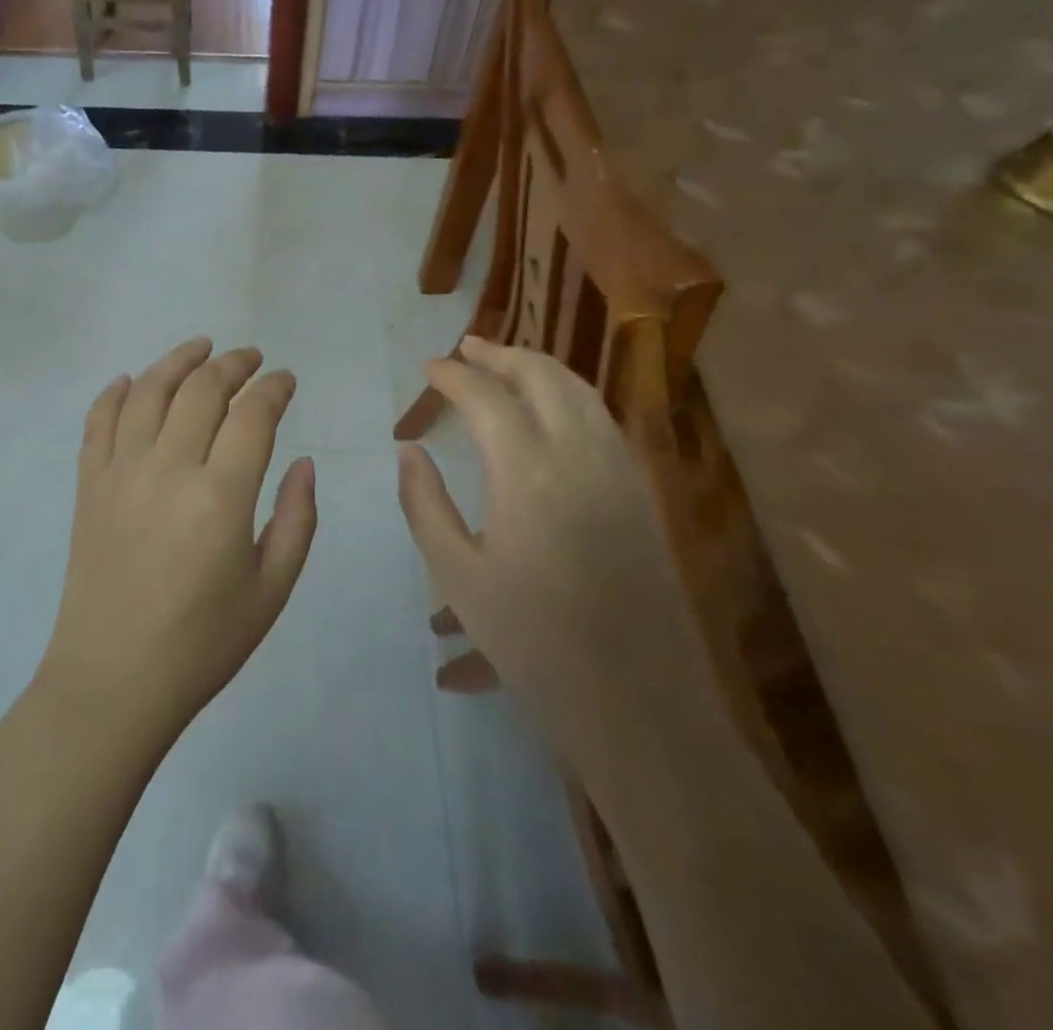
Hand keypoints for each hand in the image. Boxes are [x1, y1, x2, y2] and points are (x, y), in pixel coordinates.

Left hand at [40, 339, 317, 743]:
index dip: (273, 388)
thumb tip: (304, 463)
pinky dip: (115, 393)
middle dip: (232, 365)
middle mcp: (168, 468)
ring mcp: (120, 472)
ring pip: (148, 391)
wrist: (113, 680)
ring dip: (177, 361)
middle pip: (201, 390)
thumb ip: (297, 520)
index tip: (285, 379)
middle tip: (250, 358)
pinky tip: (131, 381)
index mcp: (221, 496)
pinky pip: (98, 422)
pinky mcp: (88, 485)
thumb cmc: (202, 644)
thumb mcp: (271, 590)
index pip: (252, 415)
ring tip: (200, 348)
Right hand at [396, 337, 670, 743]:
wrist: (638, 703)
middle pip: (541, 376)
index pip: (485, 397)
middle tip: (466, 349)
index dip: (452, 375)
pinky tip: (552, 409)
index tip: (427, 368)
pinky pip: (603, 418)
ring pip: (580, 391)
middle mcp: (579, 455)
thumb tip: (410, 450)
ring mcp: (619, 470)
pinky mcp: (642, 492)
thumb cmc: (532, 642)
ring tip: (505, 364)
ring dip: (539, 368)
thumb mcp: (457, 576)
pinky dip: (570, 395)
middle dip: (500, 354)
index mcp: (527, 473)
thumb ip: (425, 503)